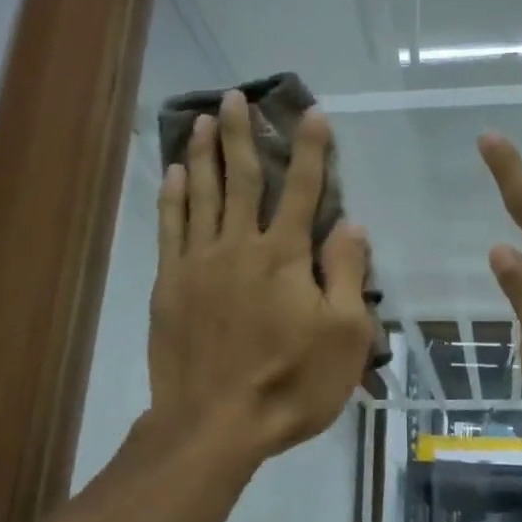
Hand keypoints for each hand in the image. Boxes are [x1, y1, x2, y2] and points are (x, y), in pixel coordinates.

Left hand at [149, 89, 372, 465]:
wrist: (214, 424)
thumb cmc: (290, 384)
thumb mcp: (344, 337)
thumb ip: (346, 274)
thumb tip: (352, 224)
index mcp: (285, 257)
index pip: (305, 190)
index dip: (311, 150)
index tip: (312, 113)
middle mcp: (240, 246)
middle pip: (243, 178)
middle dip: (243, 135)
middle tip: (235, 97)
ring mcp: (199, 262)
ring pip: (202, 194)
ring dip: (205, 153)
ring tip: (204, 119)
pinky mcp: (169, 284)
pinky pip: (170, 227)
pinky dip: (174, 196)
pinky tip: (175, 173)